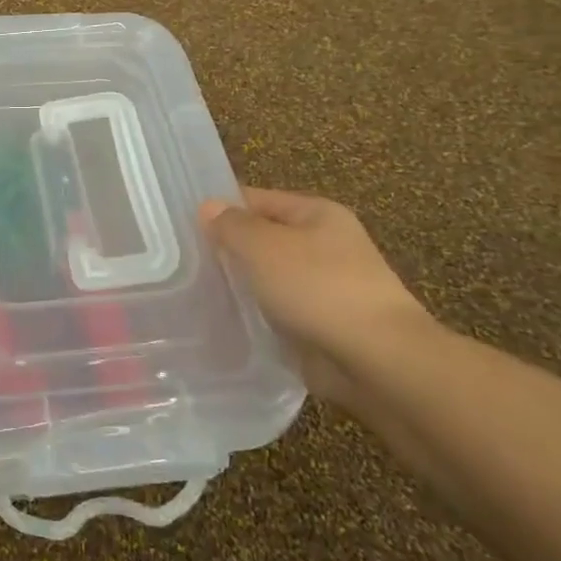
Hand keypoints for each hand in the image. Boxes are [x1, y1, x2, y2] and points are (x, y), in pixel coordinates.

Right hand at [201, 188, 434, 410]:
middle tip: (184, 262)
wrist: (378, 361)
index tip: (182, 226)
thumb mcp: (264, 246)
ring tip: (197, 294)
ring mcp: (327, 288)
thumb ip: (232, 225)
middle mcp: (325, 245)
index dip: (221, 208)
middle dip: (228, 250)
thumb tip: (208, 207)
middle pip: (264, 239)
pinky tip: (227, 324)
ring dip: (242, 287)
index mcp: (317, 214)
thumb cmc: (319, 288)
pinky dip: (258, 317)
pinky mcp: (324, 326)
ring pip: (269, 279)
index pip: (257, 199)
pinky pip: (280, 313)